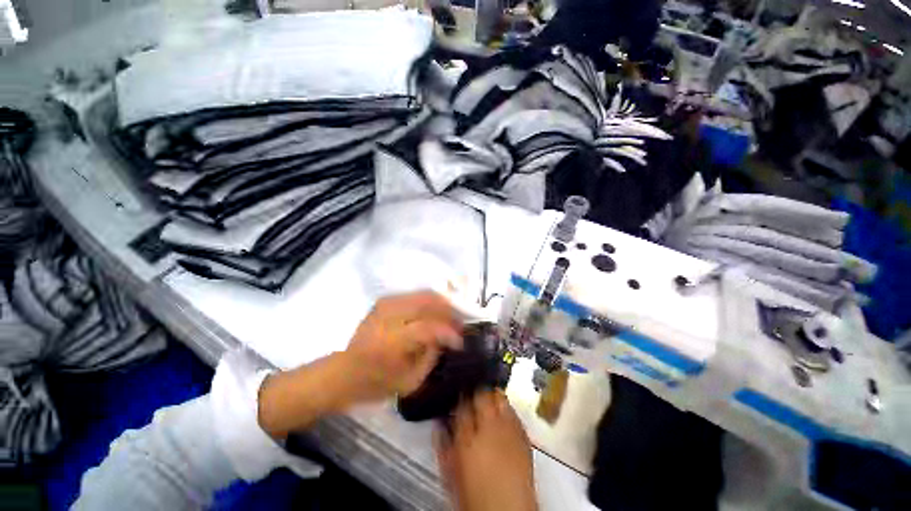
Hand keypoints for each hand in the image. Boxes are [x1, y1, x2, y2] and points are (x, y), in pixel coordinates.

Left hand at [258, 291, 461, 438]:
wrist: (344, 372)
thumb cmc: (376, 383)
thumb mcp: (410, 381)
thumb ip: (432, 356)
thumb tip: (447, 337)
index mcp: (391, 342)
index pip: (428, 327)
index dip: (449, 332)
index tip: (461, 340)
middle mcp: (388, 317)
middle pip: (428, 302)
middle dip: (449, 311)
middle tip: (460, 323)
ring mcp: (385, 304)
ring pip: (423, 294)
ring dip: (441, 303)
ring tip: (451, 316)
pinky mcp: (384, 300)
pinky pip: (415, 294)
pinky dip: (430, 301)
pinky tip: (436, 311)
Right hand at [436, 391, 536, 510]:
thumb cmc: (475, 494)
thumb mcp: (451, 471)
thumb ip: (444, 444)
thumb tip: (440, 425)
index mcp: (467, 437)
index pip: (461, 404)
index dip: (459, 397)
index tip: (458, 395)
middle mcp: (489, 427)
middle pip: (482, 393)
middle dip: (476, 391)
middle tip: (472, 394)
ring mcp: (509, 429)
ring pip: (500, 398)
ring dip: (492, 396)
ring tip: (488, 400)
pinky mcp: (523, 435)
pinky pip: (514, 412)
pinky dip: (507, 409)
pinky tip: (503, 415)